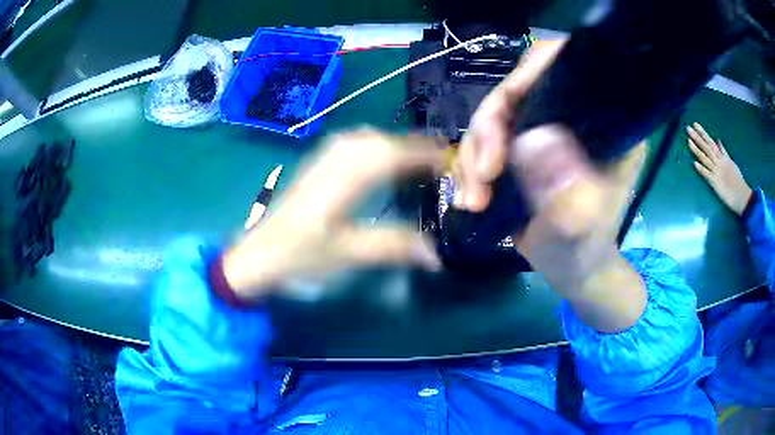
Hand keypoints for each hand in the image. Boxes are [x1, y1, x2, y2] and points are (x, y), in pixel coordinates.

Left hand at [222, 129, 443, 299]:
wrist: (259, 252)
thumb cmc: (300, 254)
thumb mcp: (348, 254)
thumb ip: (394, 247)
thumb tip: (438, 255)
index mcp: (343, 179)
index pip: (392, 154)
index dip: (426, 154)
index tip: (453, 162)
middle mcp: (335, 158)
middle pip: (383, 140)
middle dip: (417, 147)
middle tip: (445, 162)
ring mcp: (324, 157)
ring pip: (370, 138)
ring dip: (398, 144)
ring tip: (423, 159)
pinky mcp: (319, 163)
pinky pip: (357, 143)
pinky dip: (379, 146)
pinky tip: (385, 158)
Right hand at [455, 40, 647, 331]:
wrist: (571, 269)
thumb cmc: (583, 252)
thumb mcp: (580, 230)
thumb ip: (568, 193)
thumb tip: (532, 140)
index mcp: (606, 122)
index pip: (567, 67)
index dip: (531, 73)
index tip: (504, 111)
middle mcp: (575, 115)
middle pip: (519, 88)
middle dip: (490, 127)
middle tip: (482, 173)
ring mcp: (547, 128)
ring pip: (495, 115)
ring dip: (473, 154)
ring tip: (472, 199)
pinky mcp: (525, 144)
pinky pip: (485, 138)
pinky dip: (469, 165)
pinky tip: (468, 197)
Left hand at [687, 122, 751, 214]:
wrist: (741, 195)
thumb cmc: (737, 179)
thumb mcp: (730, 162)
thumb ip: (723, 152)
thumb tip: (717, 140)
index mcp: (722, 157)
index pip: (710, 142)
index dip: (703, 133)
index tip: (695, 124)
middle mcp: (718, 162)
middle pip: (706, 147)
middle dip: (697, 137)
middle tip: (688, 128)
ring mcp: (716, 172)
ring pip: (705, 159)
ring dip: (697, 150)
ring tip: (688, 142)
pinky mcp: (715, 183)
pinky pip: (707, 175)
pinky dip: (701, 169)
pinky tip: (694, 163)